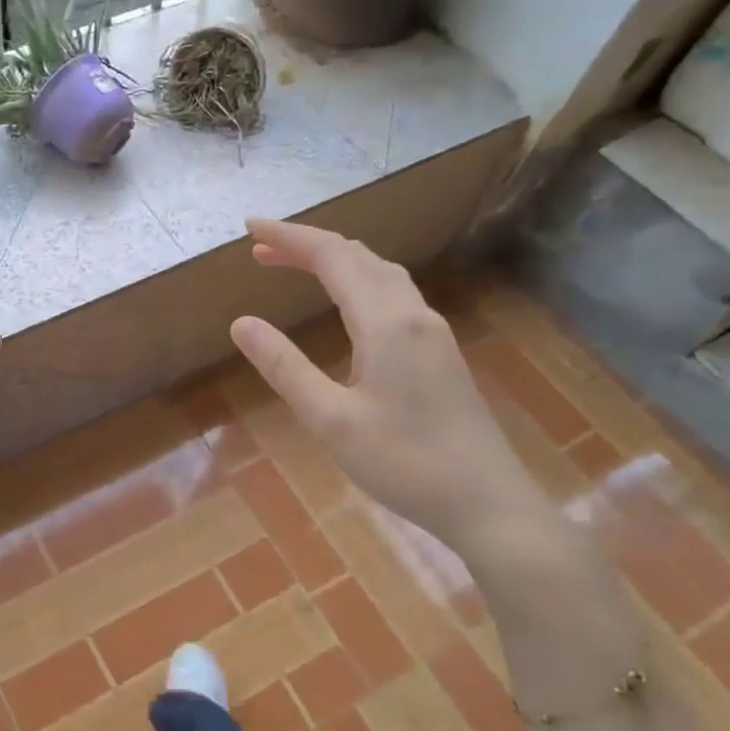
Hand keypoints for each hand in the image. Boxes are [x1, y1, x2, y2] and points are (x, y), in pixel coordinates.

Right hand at [229, 218, 546, 554]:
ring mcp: (432, 332)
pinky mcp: (439, 351)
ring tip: (295, 264)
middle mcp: (412, 314)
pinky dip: (357, 279)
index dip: (289, 237)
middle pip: (357, 256)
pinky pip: (393, 292)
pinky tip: (345, 302)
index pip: (331, 257)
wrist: (488, 503)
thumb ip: (284, 367)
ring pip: (380, 272)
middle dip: (307, 244)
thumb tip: (241, 323)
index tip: (249, 227)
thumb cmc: (404, 463)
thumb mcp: (330, 419)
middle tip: (261, 249)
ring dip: (335, 259)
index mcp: (385, 323)